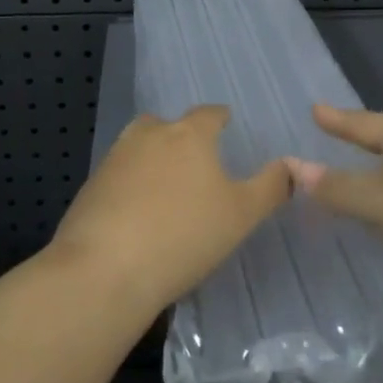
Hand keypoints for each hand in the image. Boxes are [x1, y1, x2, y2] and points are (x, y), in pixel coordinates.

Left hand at [52, 106, 289, 317]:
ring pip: (138, 146)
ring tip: (165, 186)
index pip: (209, 113)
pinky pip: (118, 175)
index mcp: (188, 134)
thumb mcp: (241, 215)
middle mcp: (149, 135)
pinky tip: (136, 213)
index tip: (226, 125)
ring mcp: (115, 158)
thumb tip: (292, 165)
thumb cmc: (185, 235)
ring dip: (151, 158)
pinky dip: (129, 185)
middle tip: (195, 162)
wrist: (105, 268)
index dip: (220, 118)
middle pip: (167, 124)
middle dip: (180, 136)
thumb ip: (270, 187)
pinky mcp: (91, 185)